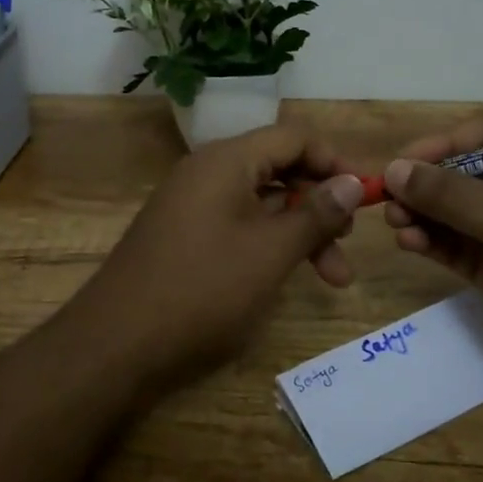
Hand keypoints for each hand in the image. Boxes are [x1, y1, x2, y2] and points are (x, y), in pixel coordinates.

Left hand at [65, 124, 365, 395]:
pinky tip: (284, 277)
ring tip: (332, 278)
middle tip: (347, 244)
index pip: (293, 138)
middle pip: (279, 170)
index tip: (365, 196)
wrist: (116, 343)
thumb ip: (316, 213)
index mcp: (226, 161)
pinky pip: (238, 225)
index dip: (334, 162)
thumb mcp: (271, 251)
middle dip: (320, 205)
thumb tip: (352, 182)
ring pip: (261, 204)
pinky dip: (269, 245)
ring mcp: (191, 205)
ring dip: (299, 233)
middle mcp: (207, 172)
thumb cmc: (203, 288)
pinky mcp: (184, 236)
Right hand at [383, 117, 482, 417]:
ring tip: (394, 222)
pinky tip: (409, 243)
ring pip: (458, 215)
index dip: (448, 142)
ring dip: (424, 214)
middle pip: (469, 175)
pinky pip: (459, 250)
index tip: (406, 160)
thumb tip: (394, 169)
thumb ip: (452, 194)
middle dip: (428, 183)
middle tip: (388, 196)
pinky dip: (432, 244)